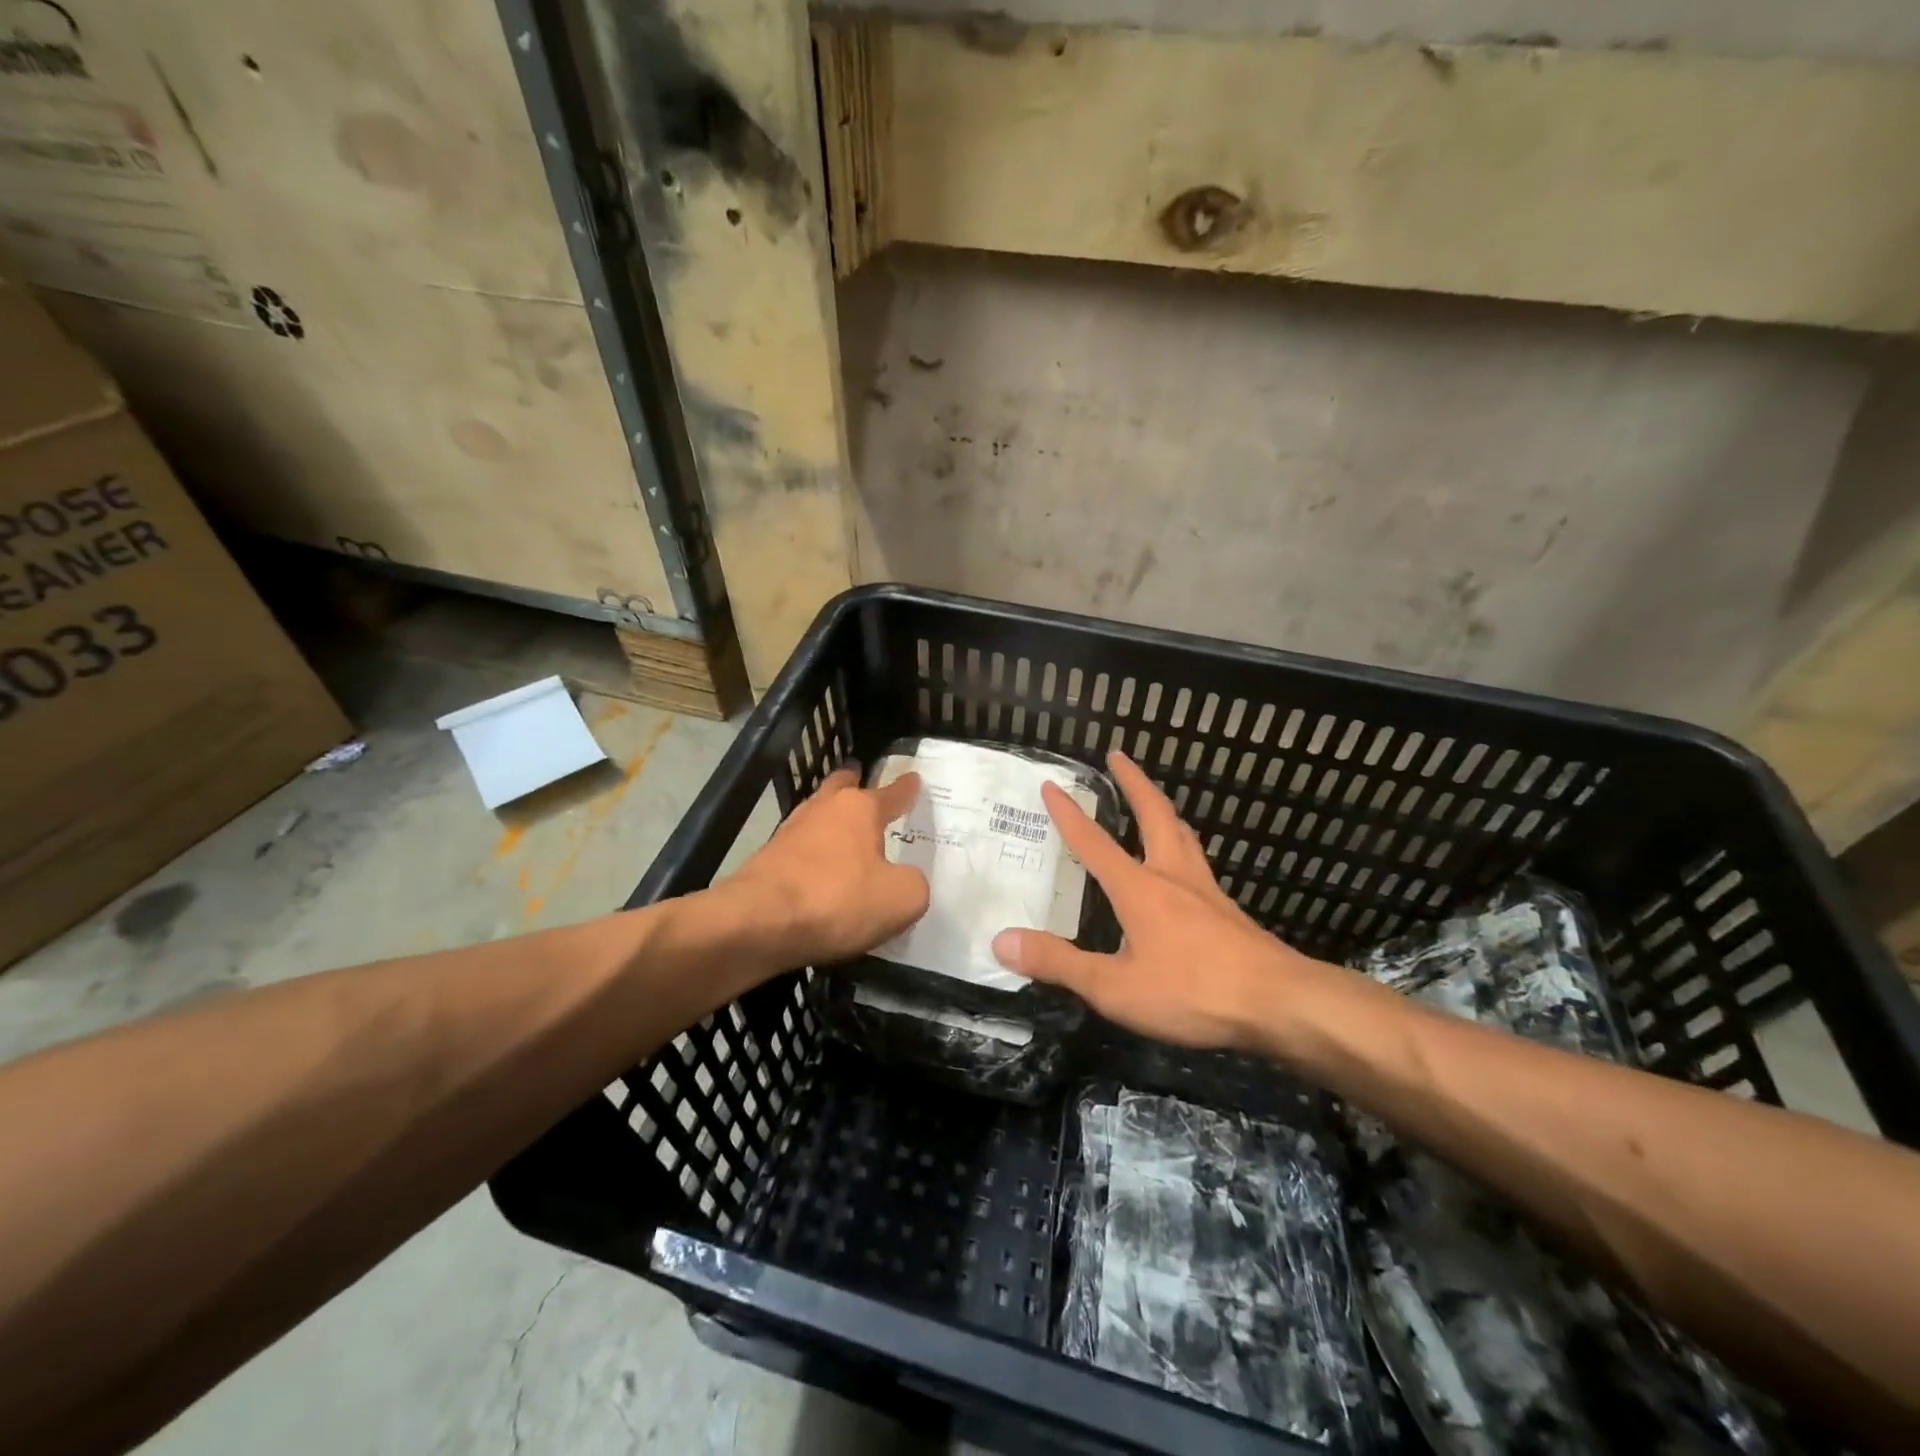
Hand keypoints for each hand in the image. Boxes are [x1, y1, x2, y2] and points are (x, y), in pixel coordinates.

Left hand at [727, 766, 928, 967]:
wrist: (757, 923)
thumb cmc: (837, 900)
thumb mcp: (901, 899)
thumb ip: (913, 884)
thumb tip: (904, 880)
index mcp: (860, 809)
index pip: (892, 793)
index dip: (906, 788)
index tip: (913, 779)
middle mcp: (824, 810)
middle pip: (842, 787)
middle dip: (854, 783)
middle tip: (863, 782)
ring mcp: (791, 832)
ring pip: (818, 815)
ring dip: (831, 820)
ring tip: (845, 831)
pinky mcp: (768, 860)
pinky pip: (801, 849)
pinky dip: (814, 854)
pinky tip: (821, 871)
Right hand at [992, 751, 1337, 1049]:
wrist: (1280, 1004)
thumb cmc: (1192, 992)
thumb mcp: (1115, 987)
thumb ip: (1059, 963)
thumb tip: (1002, 941)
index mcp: (1139, 888)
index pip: (1094, 842)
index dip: (1068, 814)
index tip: (1051, 783)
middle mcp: (1172, 875)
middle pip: (1153, 813)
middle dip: (1132, 781)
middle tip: (1118, 755)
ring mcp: (1205, 890)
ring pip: (1182, 833)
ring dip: (1161, 807)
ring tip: (1151, 798)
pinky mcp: (1227, 910)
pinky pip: (1197, 861)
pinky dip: (1182, 844)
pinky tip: (1183, 865)